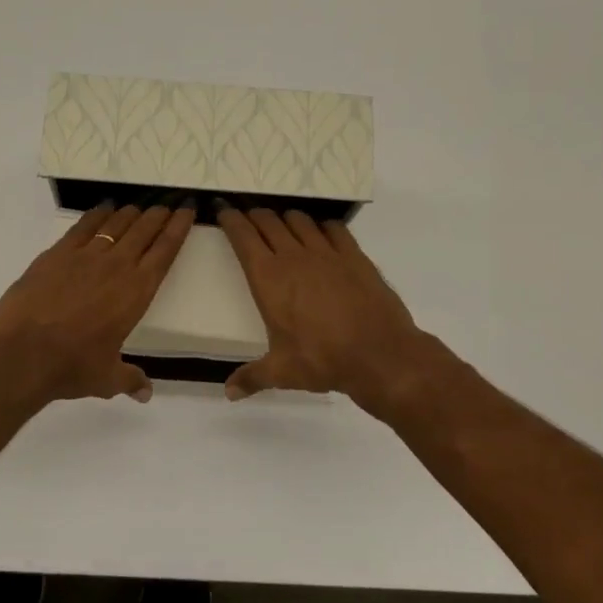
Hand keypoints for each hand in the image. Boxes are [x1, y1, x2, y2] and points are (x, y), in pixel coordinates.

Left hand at [0, 202, 193, 405]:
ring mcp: (85, 256)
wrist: (22, 354)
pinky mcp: (57, 254)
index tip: (187, 211)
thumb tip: (146, 393)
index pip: (165, 252)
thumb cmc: (72, 367)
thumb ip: (130, 380)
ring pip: (116, 224)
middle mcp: (116, 266)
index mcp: (137, 292)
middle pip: (144, 230)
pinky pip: (83, 226)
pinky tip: (104, 209)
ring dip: (131, 213)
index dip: (178, 228)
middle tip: (168, 204)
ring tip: (140, 206)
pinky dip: (97, 215)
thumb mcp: (107, 378)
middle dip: (159, 215)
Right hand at [217, 205, 435, 412]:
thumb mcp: (282, 372)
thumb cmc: (323, 359)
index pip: (243, 236)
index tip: (222, 209)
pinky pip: (333, 228)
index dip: (230, 218)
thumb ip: (252, 378)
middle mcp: (294, 257)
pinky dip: (321, 225)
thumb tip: (228, 393)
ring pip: (299, 220)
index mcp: (269, 278)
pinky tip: (321, 233)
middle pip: (268, 221)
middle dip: (254, 215)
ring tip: (281, 224)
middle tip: (247, 216)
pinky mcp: (354, 256)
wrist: (380, 354)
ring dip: (285, 218)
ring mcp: (327, 253)